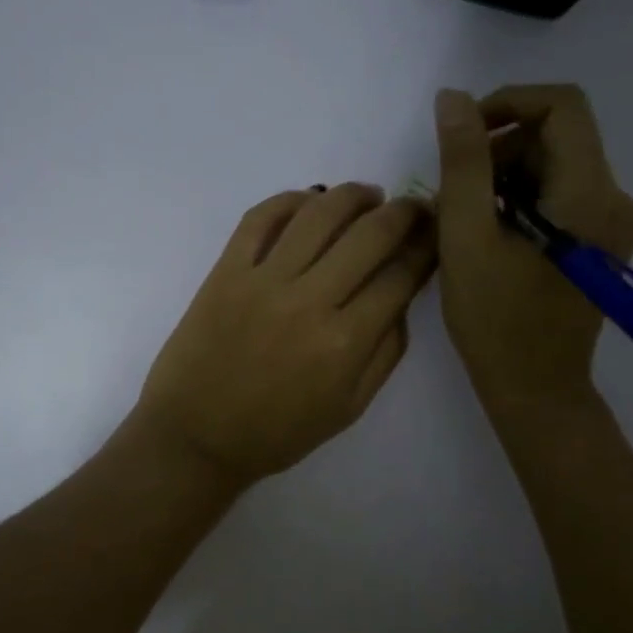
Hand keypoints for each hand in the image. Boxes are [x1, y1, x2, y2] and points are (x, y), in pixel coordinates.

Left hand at [132, 183, 435, 490]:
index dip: (427, 247)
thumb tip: (402, 299)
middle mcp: (309, 301)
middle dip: (403, 213)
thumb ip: (385, 353)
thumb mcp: (349, 408)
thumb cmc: (276, 432)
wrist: (196, 436)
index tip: (437, 232)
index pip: (401, 276)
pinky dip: (290, 199)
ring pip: (319, 214)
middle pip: (370, 235)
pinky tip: (309, 201)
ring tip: (368, 196)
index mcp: (345, 343)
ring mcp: (263, 280)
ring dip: (353, 195)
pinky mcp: (226, 271)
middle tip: (413, 207)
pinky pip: (260, 218)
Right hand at [431, 85, 632, 404]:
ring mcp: (611, 223)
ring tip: (467, 220)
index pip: (562, 106)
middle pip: (556, 136)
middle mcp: (614, 199)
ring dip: (503, 176)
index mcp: (590, 194)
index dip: (507, 103)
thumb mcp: (466, 235)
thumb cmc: (496, 319)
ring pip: (553, 165)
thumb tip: (454, 98)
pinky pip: (558, 194)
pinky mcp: (600, 241)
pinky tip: (489, 235)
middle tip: (455, 193)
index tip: (462, 134)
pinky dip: (519, 199)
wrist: (535, 389)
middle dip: (498, 149)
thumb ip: (462, 162)